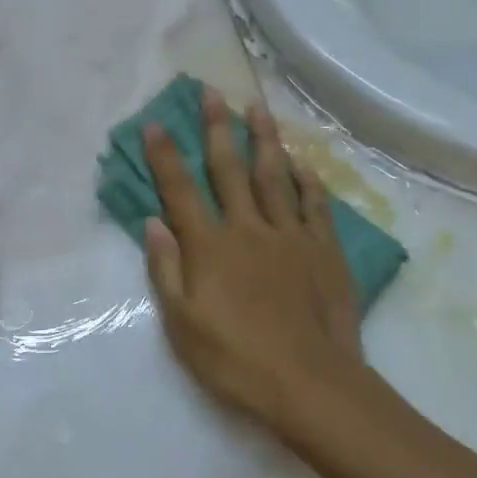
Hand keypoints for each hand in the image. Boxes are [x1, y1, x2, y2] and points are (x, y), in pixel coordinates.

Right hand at [143, 90, 362, 431]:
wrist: (311, 385)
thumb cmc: (236, 360)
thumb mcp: (182, 325)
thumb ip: (166, 270)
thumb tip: (153, 222)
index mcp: (210, 246)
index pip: (181, 191)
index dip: (165, 156)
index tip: (154, 123)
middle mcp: (248, 228)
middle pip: (229, 169)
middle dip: (217, 128)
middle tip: (211, 92)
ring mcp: (290, 235)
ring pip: (274, 175)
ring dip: (263, 139)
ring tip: (257, 107)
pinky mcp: (323, 249)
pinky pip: (314, 204)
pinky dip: (307, 180)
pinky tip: (302, 161)